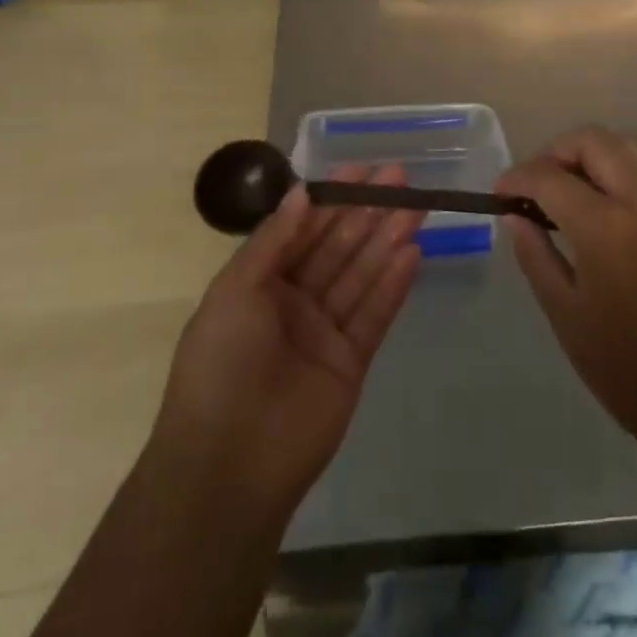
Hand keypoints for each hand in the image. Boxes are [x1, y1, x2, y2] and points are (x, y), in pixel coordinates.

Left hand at [152, 167, 424, 514]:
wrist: (227, 466)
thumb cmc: (221, 365)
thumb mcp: (236, 291)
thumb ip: (273, 240)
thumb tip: (302, 192)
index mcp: (260, 284)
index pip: (303, 230)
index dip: (332, 199)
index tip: (361, 169)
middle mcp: (294, 302)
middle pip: (338, 247)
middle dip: (367, 212)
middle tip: (401, 178)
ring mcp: (324, 332)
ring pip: (361, 275)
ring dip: (387, 240)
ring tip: (415, 206)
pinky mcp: (352, 362)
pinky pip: (375, 314)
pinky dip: (393, 285)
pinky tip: (413, 253)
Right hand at [499, 128, 636, 445]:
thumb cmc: (622, 366)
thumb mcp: (564, 312)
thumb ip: (535, 254)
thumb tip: (514, 215)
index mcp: (607, 229)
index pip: (552, 177)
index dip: (518, 178)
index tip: (499, 193)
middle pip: (594, 142)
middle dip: (556, 152)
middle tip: (533, 186)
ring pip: (627, 146)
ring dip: (589, 153)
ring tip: (565, 188)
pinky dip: (616, 168)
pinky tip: (599, 205)